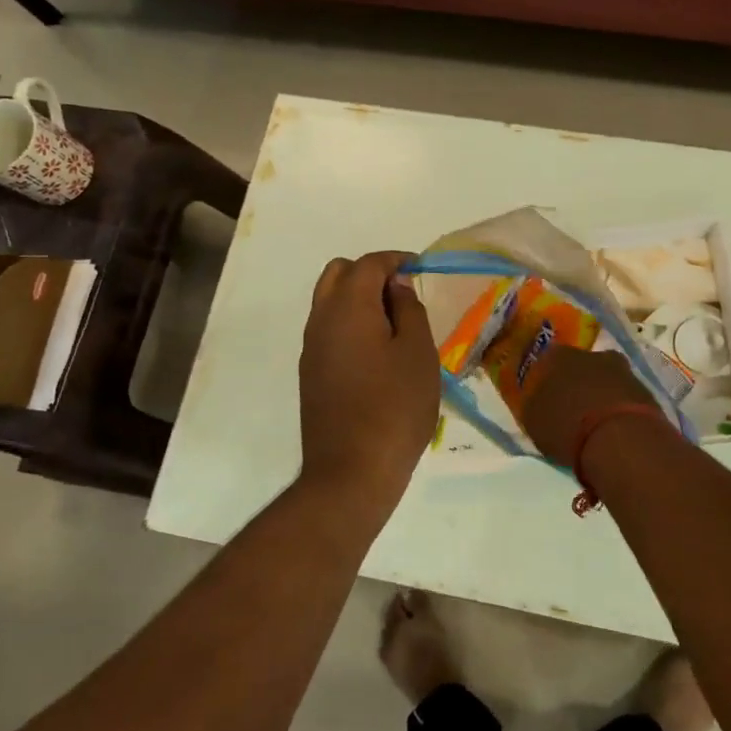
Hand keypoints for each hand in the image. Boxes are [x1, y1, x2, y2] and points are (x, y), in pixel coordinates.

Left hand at [298, 251, 440, 504]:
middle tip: (403, 294)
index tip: (419, 268)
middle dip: (371, 274)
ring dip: (358, 300)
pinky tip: (376, 352)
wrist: (352, 471)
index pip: (368, 264)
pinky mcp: (310, 374)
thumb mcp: (418, 353)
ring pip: (329, 302)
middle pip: (338, 274)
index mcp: (348, 307)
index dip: (395, 260)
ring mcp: (311, 348)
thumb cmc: (395, 407)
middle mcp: (321, 320)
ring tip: (394, 324)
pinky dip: (350, 324)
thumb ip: (409, 310)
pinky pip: (328, 330)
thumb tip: (397, 286)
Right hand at [520, 344, 660, 463]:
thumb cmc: (565, 426)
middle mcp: (590, 354)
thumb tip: (539, 401)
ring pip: (605, 379)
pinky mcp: (645, 388)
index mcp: (557, 356)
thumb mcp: (533, 420)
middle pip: (580, 367)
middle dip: (577, 383)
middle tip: (572, 409)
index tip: (545, 397)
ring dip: (601, 394)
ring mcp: (621, 369)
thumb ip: (535, 404)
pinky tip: (615, 428)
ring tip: (596, 423)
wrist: (618, 438)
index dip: (546, 379)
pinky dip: (620, 407)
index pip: (547, 361)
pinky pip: (625, 395)